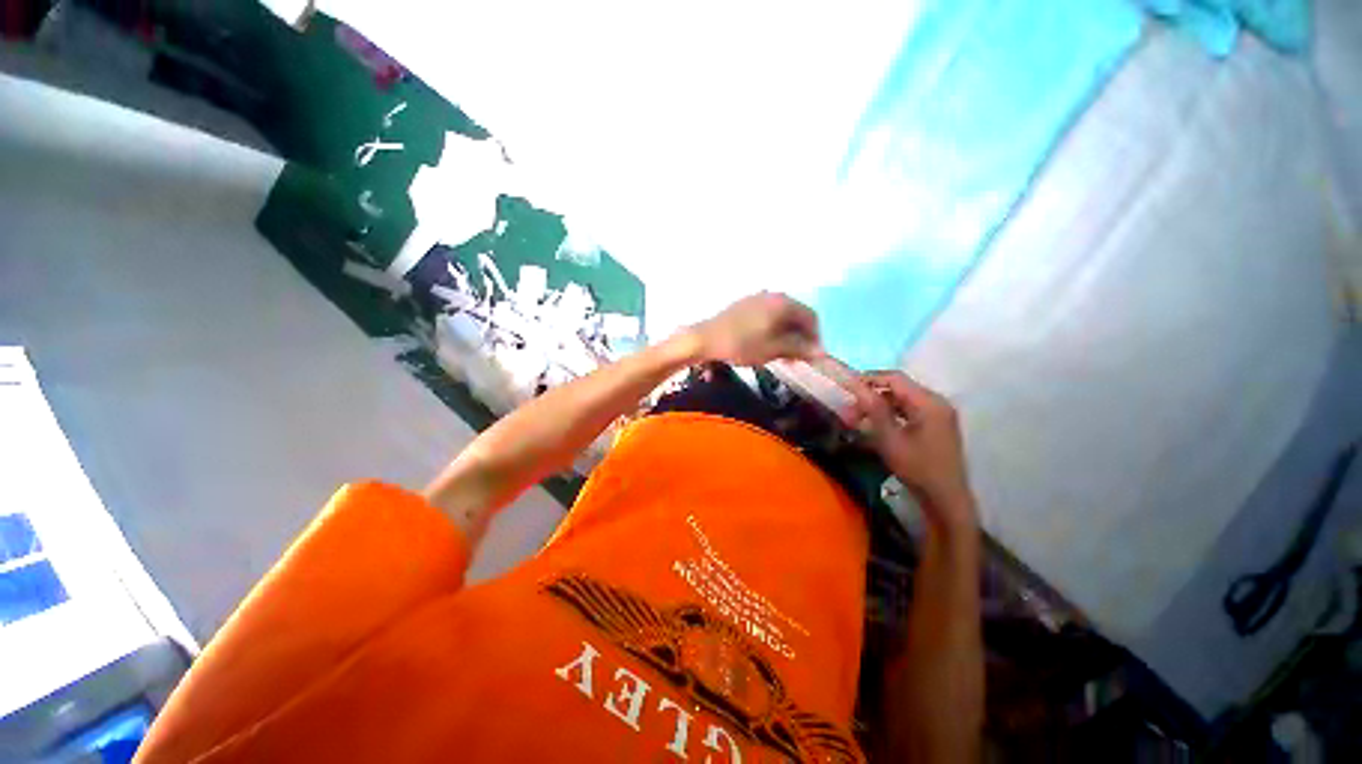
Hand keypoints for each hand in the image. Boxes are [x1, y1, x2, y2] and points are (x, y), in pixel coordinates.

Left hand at [688, 292, 820, 365]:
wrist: (705, 338)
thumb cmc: (742, 345)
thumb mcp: (773, 349)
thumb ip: (799, 349)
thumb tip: (821, 353)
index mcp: (783, 303)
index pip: (811, 317)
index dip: (815, 337)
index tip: (813, 356)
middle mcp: (772, 295)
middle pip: (796, 315)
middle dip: (800, 337)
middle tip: (798, 358)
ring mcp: (757, 298)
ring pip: (781, 316)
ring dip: (786, 335)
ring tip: (783, 355)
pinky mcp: (744, 305)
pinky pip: (767, 315)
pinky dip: (773, 329)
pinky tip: (767, 344)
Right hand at [850, 371, 976, 531]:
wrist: (945, 499)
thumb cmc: (917, 468)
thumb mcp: (890, 438)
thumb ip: (874, 409)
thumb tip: (855, 385)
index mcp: (929, 402)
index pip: (895, 378)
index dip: (868, 379)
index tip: (846, 387)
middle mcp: (936, 402)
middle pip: (898, 389)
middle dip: (870, 396)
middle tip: (848, 411)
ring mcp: (938, 414)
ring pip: (901, 401)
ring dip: (878, 407)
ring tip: (856, 420)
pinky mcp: (935, 425)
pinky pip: (908, 411)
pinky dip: (889, 415)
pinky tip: (874, 426)